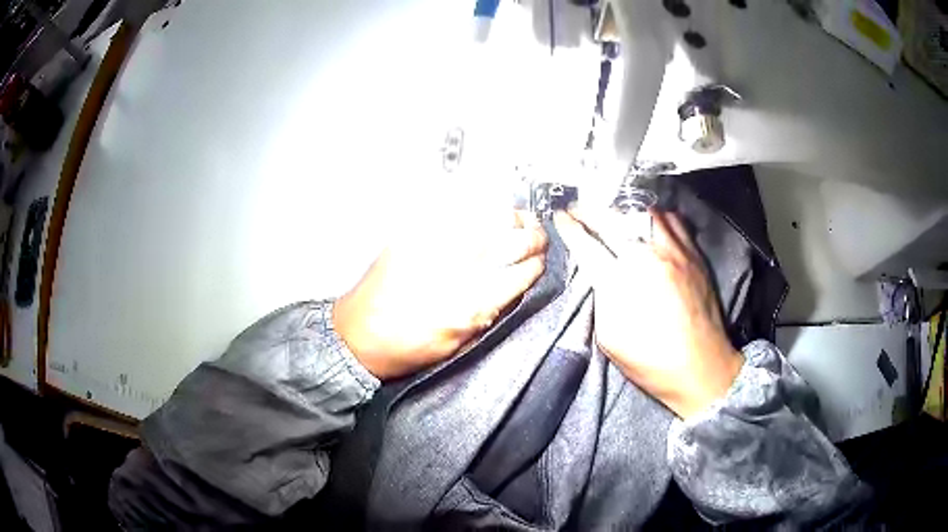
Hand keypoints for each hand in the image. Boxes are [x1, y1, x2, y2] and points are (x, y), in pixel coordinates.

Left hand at [333, 210, 547, 379]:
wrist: (357, 337)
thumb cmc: (409, 349)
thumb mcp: (458, 344)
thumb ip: (490, 311)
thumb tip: (514, 284)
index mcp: (470, 306)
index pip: (520, 274)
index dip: (537, 265)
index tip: (542, 261)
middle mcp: (456, 272)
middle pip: (509, 240)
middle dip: (533, 236)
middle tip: (538, 235)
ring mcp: (434, 247)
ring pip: (486, 219)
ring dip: (511, 218)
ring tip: (520, 219)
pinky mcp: (414, 234)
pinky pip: (456, 211)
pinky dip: (479, 209)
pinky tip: (487, 212)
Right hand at [554, 208, 741, 418]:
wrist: (701, 369)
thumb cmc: (651, 363)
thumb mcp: (610, 339)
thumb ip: (600, 299)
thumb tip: (598, 274)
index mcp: (622, 282)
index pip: (587, 245)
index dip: (569, 228)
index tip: (559, 216)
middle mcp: (648, 258)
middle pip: (612, 220)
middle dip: (590, 210)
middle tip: (578, 208)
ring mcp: (675, 252)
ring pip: (644, 211)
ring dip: (622, 209)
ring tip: (612, 212)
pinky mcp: (694, 254)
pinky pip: (673, 220)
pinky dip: (656, 216)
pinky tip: (649, 222)